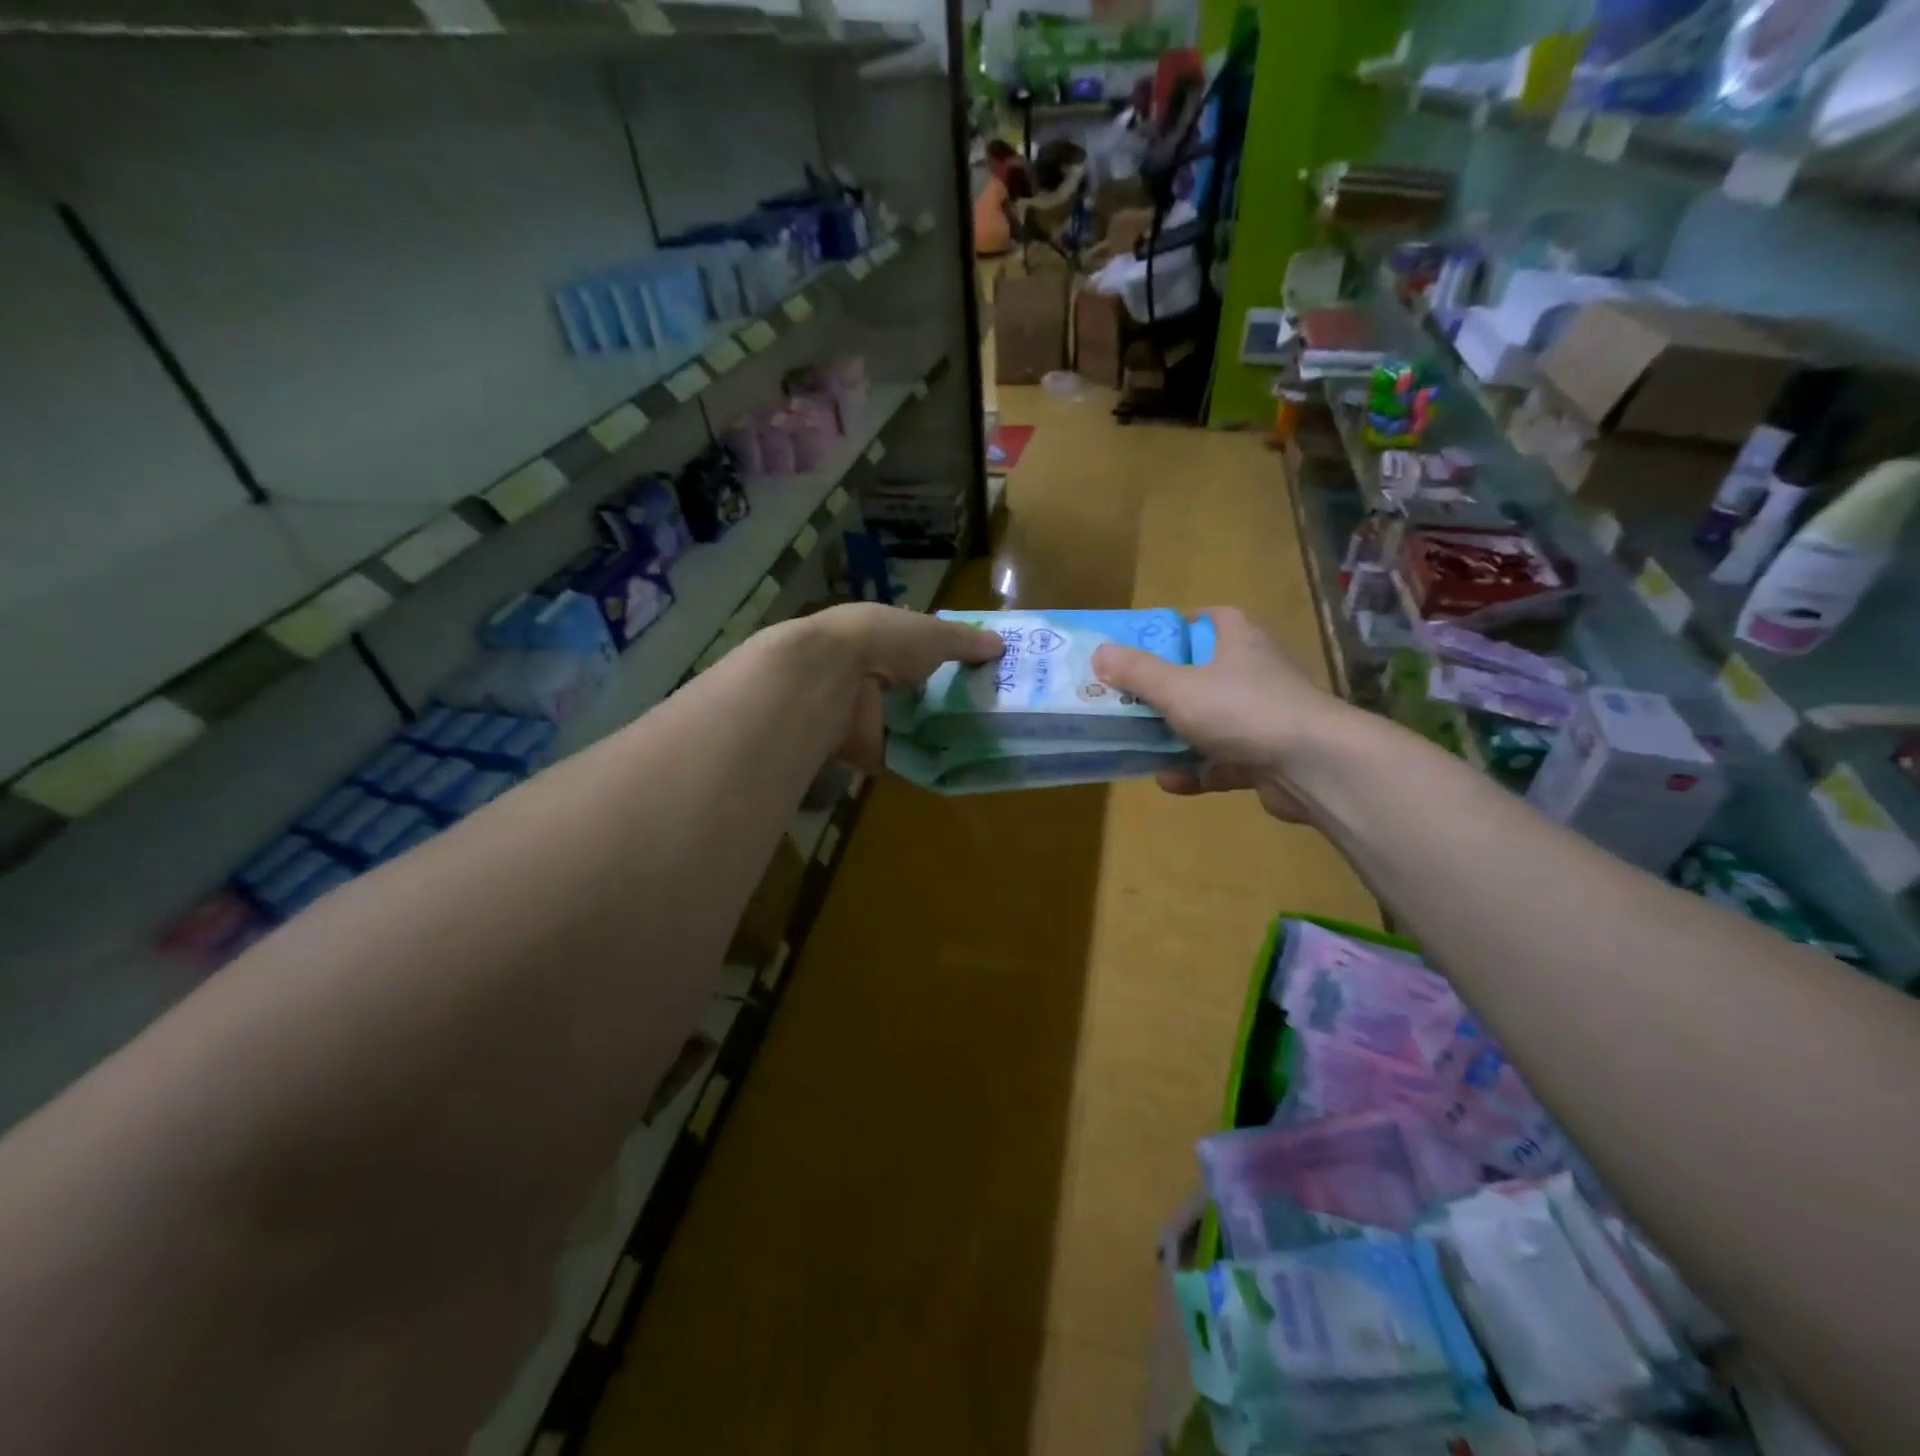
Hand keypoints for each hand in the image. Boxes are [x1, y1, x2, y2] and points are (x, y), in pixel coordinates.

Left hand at [798, 603, 1003, 770]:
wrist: (830, 681)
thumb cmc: (881, 642)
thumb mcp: (932, 633)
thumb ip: (965, 641)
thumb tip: (1000, 645)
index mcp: (879, 639)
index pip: (916, 650)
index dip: (946, 659)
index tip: (982, 673)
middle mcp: (870, 677)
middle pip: (915, 692)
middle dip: (946, 702)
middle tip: (991, 713)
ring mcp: (866, 717)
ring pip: (909, 727)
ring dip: (938, 735)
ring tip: (986, 743)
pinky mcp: (867, 753)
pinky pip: (904, 761)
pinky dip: (927, 765)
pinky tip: (963, 769)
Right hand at [1089, 607, 1353, 821]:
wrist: (1314, 766)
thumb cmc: (1241, 710)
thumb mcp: (1177, 687)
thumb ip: (1137, 672)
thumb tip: (1099, 653)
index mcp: (1238, 641)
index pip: (1211, 619)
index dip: (1179, 627)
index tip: (1146, 644)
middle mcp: (1254, 673)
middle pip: (1203, 673)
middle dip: (1166, 689)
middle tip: (1129, 700)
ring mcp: (1264, 717)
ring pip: (1212, 721)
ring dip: (1177, 736)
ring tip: (1138, 745)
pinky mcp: (1268, 757)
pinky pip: (1223, 761)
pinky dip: (1197, 771)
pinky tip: (1169, 781)